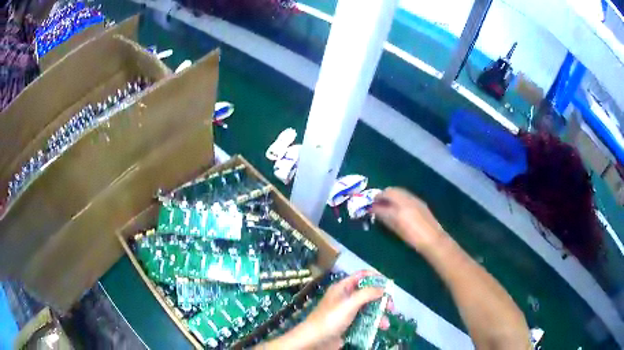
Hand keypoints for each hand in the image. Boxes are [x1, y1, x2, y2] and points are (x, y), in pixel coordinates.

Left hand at [264, 271, 391, 349]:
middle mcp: (346, 298)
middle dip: (381, 300)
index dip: (376, 278)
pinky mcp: (348, 325)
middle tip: (391, 307)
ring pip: (368, 309)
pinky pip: (364, 321)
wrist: (315, 340)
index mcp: (342, 288)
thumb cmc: (331, 319)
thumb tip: (382, 289)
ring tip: (385, 324)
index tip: (389, 285)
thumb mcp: (349, 303)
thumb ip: (367, 294)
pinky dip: (372, 324)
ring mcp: (347, 312)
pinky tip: (378, 329)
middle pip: (368, 293)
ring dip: (379, 315)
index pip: (361, 276)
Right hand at [371, 187, 446, 252]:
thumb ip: (384, 216)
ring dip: (391, 196)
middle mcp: (407, 199)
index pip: (383, 197)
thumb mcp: (396, 228)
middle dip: (383, 195)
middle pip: (391, 190)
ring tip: (387, 205)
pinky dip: (399, 198)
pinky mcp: (420, 203)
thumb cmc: (412, 237)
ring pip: (399, 191)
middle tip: (378, 203)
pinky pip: (406, 196)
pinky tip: (399, 208)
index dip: (375, 200)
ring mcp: (415, 199)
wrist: (433, 239)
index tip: (370, 204)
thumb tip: (374, 210)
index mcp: (400, 206)